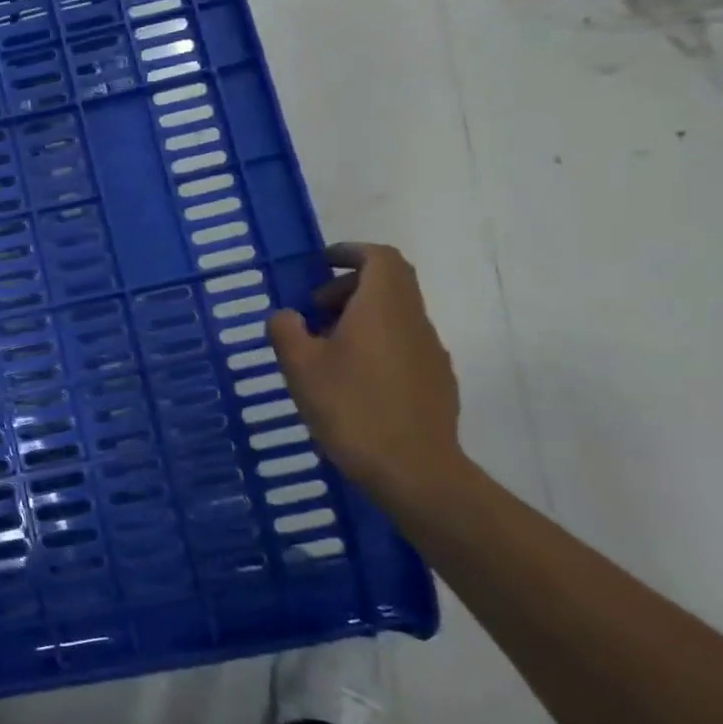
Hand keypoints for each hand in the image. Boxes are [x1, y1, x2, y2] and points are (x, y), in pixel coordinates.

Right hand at [266, 243, 465, 505]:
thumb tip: (287, 316)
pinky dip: (377, 344)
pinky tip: (353, 379)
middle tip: (314, 309)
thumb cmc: (351, 407)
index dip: (351, 252)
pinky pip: (403, 345)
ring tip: (326, 349)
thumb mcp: (300, 366)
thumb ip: (286, 330)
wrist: (414, 471)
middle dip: (350, 287)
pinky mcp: (436, 382)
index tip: (324, 262)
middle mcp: (413, 321)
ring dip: (362, 317)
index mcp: (383, 307)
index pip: (380, 258)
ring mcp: (430, 353)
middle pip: (389, 284)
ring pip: (396, 316)